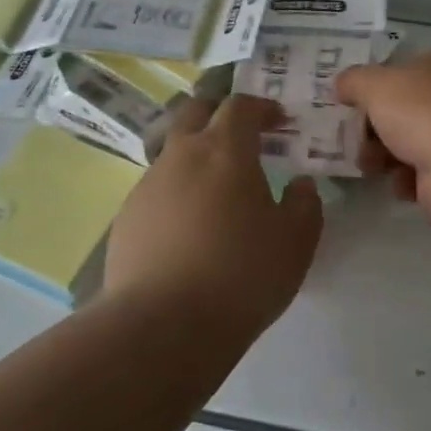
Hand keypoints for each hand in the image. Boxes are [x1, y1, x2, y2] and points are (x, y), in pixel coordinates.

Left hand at [101, 95, 323, 329]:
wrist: (163, 325)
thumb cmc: (241, 274)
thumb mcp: (295, 242)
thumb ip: (304, 204)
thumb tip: (299, 185)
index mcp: (224, 150)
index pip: (240, 106)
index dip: (262, 107)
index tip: (279, 122)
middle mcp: (180, 155)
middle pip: (194, 112)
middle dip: (219, 114)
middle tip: (241, 136)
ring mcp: (147, 186)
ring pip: (172, 153)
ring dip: (196, 157)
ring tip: (216, 192)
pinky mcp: (126, 218)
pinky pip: (156, 191)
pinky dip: (176, 194)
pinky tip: (188, 230)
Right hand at [336, 45, 430, 232]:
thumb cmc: (424, 112)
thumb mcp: (375, 84)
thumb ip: (353, 81)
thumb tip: (340, 85)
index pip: (402, 70)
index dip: (373, 87)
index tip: (349, 106)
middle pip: (402, 110)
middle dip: (373, 128)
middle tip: (352, 142)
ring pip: (409, 143)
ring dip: (384, 156)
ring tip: (371, 167)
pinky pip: (422, 175)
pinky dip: (406, 181)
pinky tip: (401, 184)